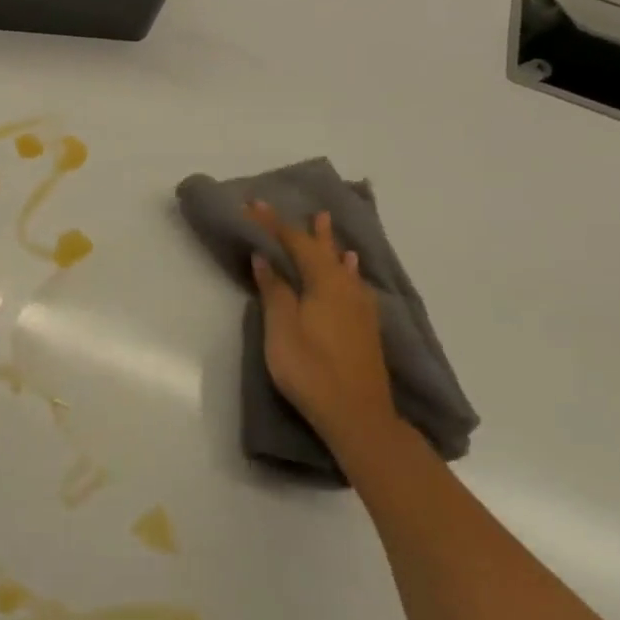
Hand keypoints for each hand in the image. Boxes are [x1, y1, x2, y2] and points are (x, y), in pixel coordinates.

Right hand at [247, 203, 396, 453]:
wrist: (357, 415)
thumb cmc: (311, 369)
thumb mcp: (282, 328)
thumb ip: (274, 290)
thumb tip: (264, 257)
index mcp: (324, 283)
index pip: (295, 243)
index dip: (273, 223)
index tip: (254, 204)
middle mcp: (346, 288)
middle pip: (324, 250)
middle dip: (307, 229)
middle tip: (300, 206)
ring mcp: (360, 307)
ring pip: (342, 265)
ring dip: (330, 244)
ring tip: (326, 224)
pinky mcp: (365, 326)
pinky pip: (353, 281)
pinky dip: (346, 267)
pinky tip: (351, 269)